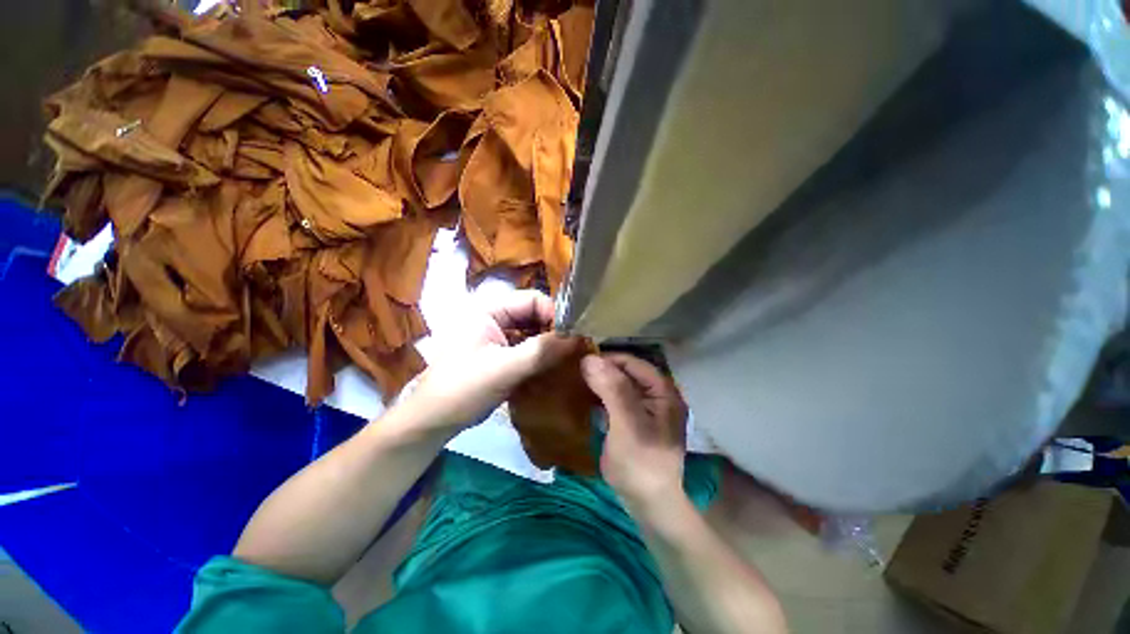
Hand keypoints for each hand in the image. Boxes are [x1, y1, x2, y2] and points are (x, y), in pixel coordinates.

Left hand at [401, 290, 579, 434]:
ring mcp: (498, 336)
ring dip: (550, 345)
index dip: (554, 314)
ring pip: (533, 332)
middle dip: (554, 330)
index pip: (532, 299)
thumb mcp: (503, 368)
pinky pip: (528, 348)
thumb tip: (578, 338)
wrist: (434, 421)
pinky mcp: (502, 354)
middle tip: (574, 349)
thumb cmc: (463, 389)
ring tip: (567, 359)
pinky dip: (541, 356)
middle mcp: (495, 317)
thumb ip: (540, 351)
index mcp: (489, 309)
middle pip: (534, 315)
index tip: (573, 335)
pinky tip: (553, 368)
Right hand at [581, 353, 687, 510]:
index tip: (581, 360)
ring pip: (618, 385)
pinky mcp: (631, 420)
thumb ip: (612, 390)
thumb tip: (589, 358)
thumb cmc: (641, 464)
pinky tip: (583, 396)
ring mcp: (643, 408)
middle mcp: (655, 395)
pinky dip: (599, 396)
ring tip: (575, 380)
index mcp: (662, 391)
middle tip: (574, 371)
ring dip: (599, 382)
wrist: (647, 504)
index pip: (633, 363)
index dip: (608, 358)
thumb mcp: (628, 425)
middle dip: (602, 370)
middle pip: (626, 372)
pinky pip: (614, 399)